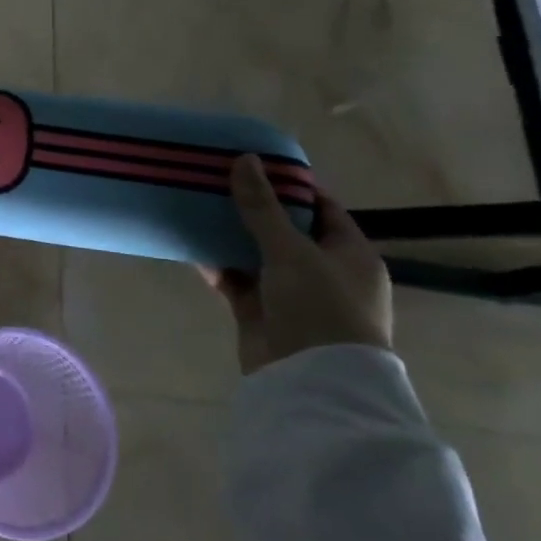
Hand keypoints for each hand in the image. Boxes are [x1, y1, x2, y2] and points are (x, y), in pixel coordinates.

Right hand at [199, 154, 391, 374]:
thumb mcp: (291, 250)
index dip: (290, 185)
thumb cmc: (319, 308)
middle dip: (252, 209)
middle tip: (217, 181)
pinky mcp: (262, 314)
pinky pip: (237, 281)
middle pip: (285, 230)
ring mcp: (292, 295)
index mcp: (350, 254)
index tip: (254, 164)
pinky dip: (217, 265)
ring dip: (230, 236)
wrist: (312, 382)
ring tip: (197, 206)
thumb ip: (262, 206)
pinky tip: (190, 244)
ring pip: (257, 255)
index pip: (322, 208)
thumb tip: (244, 159)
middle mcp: (325, 272)